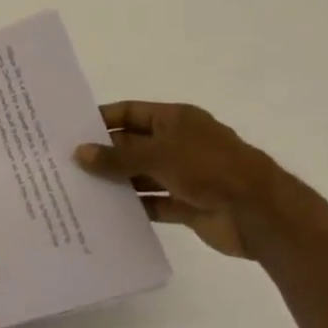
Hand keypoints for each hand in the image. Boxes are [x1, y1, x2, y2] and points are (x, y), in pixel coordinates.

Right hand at [74, 101, 326, 260]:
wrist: (261, 214)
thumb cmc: (209, 169)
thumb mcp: (158, 155)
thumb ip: (117, 157)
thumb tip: (79, 153)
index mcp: (176, 120)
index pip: (130, 113)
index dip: (102, 119)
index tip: (71, 131)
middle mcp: (179, 143)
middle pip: (133, 145)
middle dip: (104, 154)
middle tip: (66, 163)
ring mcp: (185, 175)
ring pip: (141, 175)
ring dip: (116, 182)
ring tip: (78, 189)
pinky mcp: (188, 205)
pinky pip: (153, 203)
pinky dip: (134, 207)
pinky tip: (105, 213)